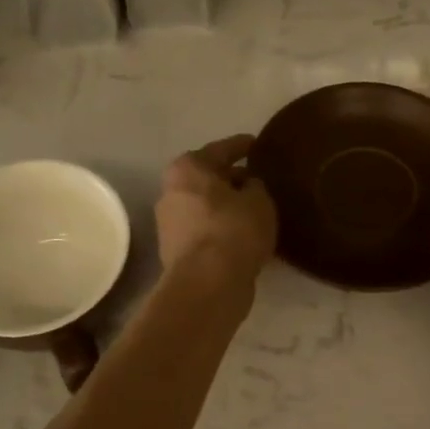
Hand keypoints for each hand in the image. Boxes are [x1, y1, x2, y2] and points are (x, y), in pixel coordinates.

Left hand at [156, 134, 277, 287]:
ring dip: (226, 207)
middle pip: (207, 179)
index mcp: (188, 168)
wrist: (208, 284)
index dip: (242, 146)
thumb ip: (255, 186)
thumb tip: (248, 186)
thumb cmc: (233, 229)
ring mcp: (170, 225)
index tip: (257, 144)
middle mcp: (171, 192)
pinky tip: (243, 235)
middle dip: (231, 179)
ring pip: (205, 207)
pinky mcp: (176, 253)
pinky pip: (206, 231)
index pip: (221, 149)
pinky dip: (222, 229)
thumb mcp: (259, 200)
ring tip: (254, 210)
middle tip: (258, 180)